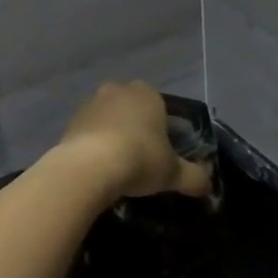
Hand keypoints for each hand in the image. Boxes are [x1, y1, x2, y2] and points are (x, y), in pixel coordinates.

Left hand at [55, 81, 212, 201]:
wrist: (89, 167)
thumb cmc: (140, 159)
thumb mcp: (173, 173)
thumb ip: (193, 177)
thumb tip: (207, 186)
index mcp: (148, 94)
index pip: (161, 105)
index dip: (163, 128)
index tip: (163, 151)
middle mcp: (118, 91)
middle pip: (132, 109)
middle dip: (136, 128)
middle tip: (142, 158)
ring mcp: (90, 104)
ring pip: (108, 119)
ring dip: (113, 136)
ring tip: (118, 166)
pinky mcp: (69, 122)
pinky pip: (89, 133)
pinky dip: (94, 146)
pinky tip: (99, 168)